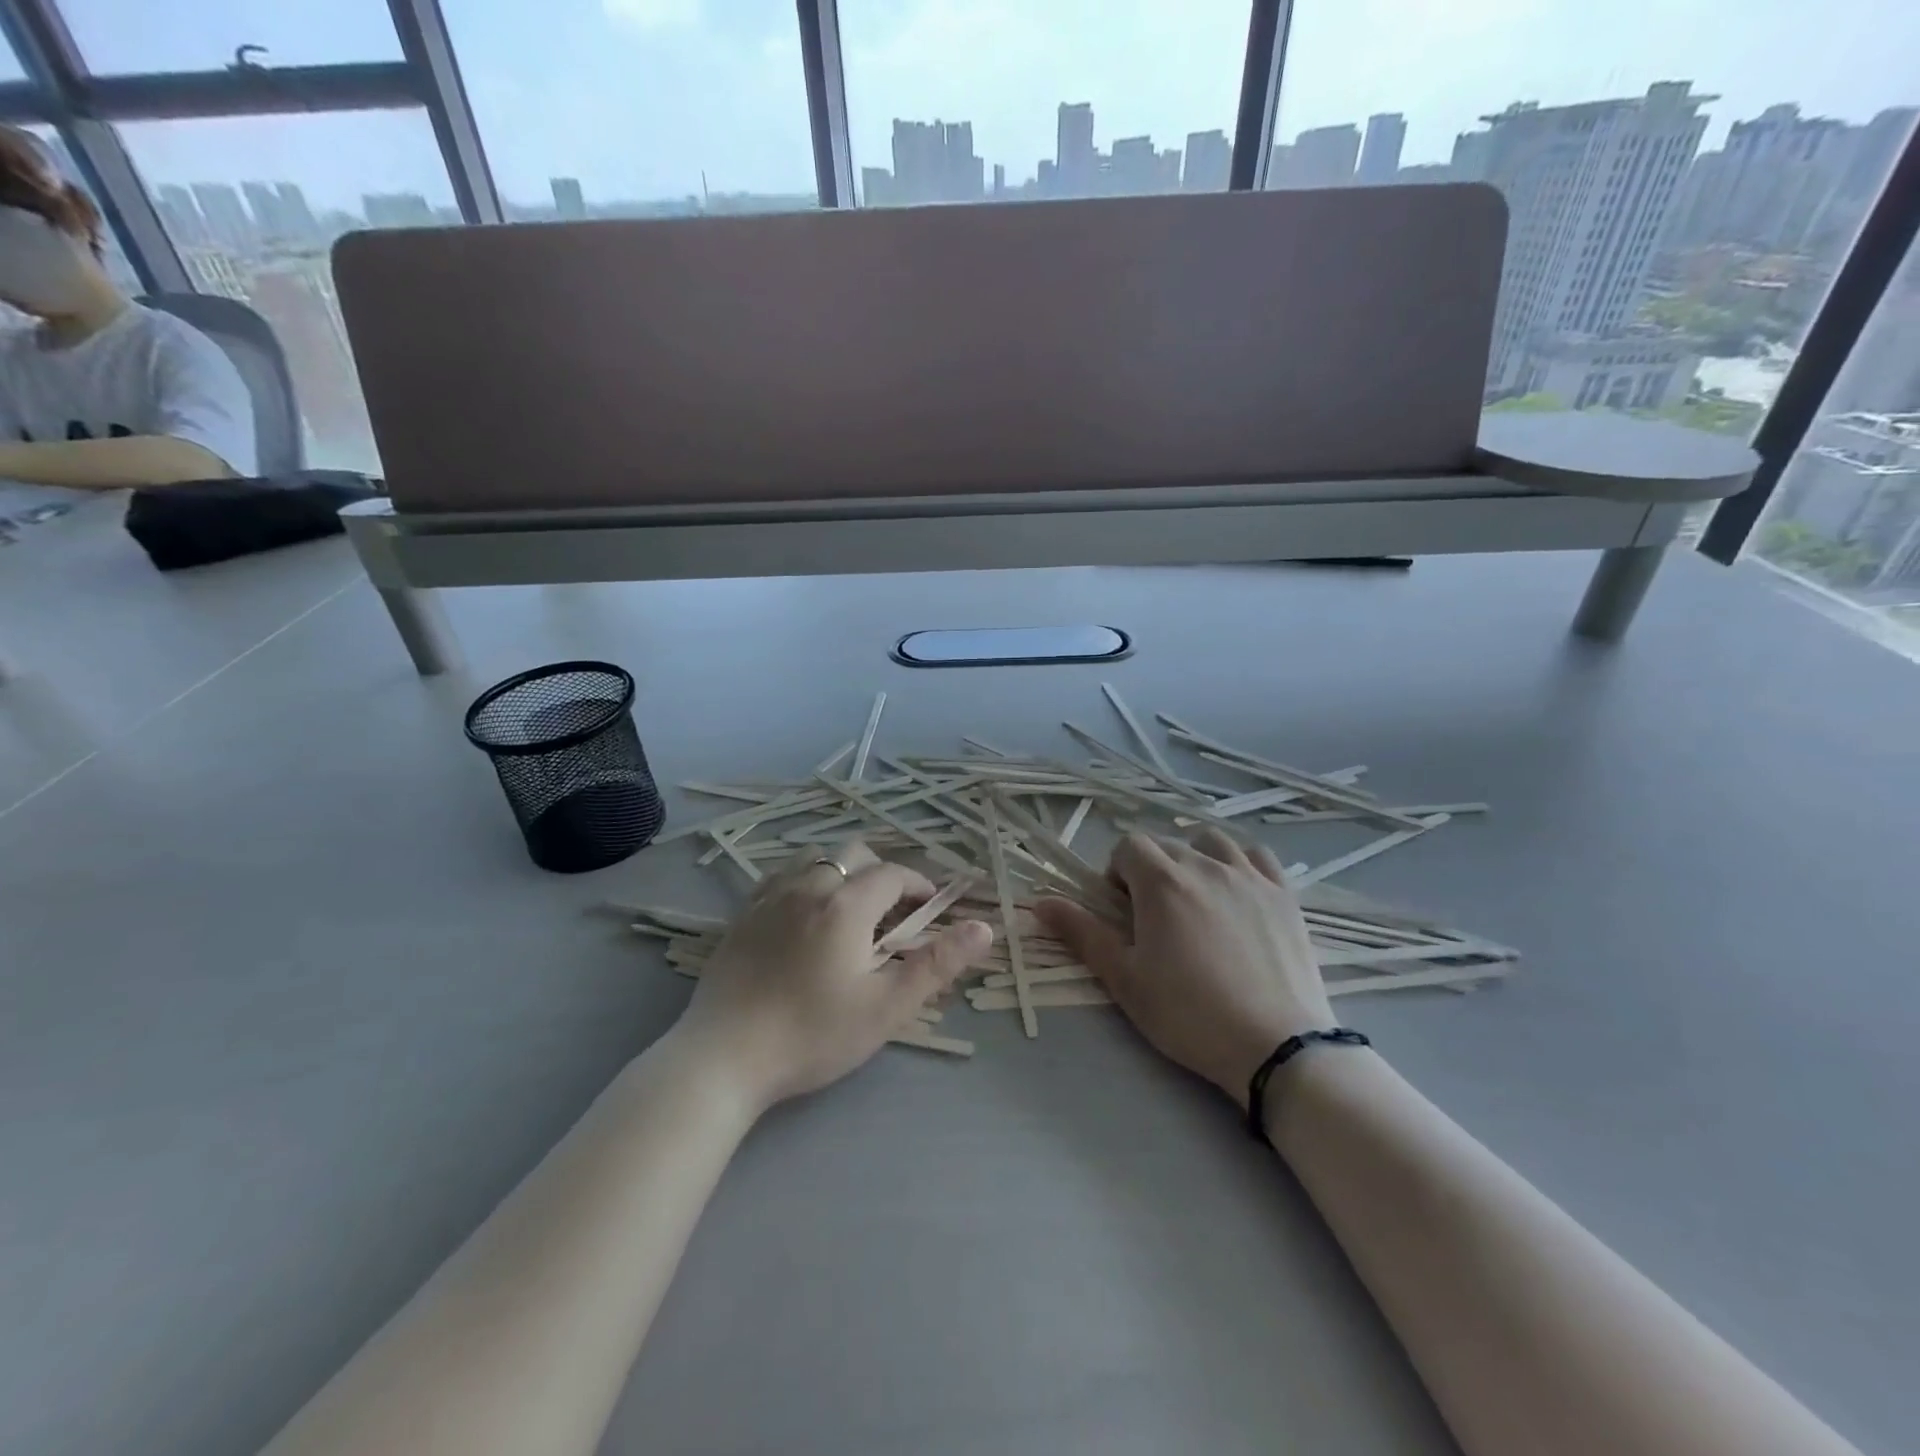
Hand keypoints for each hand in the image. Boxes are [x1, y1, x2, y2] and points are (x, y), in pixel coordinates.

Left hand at [674, 841, 991, 1112]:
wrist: (723, 1058)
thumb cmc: (812, 1035)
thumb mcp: (886, 1008)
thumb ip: (937, 964)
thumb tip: (984, 928)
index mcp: (846, 905)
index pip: (892, 874)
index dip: (918, 884)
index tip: (930, 907)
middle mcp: (808, 888)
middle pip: (854, 854)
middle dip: (882, 873)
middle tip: (893, 912)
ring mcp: (770, 898)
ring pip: (815, 859)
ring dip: (841, 872)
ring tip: (849, 910)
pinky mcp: (742, 915)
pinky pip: (781, 877)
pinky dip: (804, 882)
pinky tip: (803, 914)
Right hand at [1035, 830, 1334, 1107]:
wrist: (1275, 1047)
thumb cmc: (1189, 1014)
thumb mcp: (1124, 979)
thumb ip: (1082, 934)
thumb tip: (1041, 902)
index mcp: (1162, 882)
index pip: (1128, 846)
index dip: (1117, 874)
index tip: (1123, 912)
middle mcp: (1205, 865)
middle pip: (1166, 844)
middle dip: (1150, 870)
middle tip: (1155, 918)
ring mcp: (1250, 876)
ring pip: (1211, 842)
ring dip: (1193, 858)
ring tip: (1194, 897)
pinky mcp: (1284, 894)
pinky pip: (1256, 856)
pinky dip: (1239, 862)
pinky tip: (1236, 889)